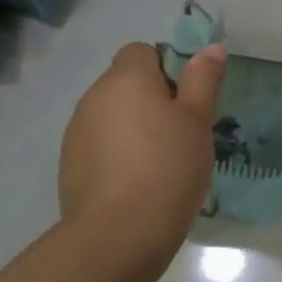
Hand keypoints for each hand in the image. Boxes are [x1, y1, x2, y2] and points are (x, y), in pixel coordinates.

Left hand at [58, 42, 226, 256]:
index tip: (186, 102)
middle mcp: (94, 96)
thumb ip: (203, 80)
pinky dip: (118, 154)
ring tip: (161, 163)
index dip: (167, 69)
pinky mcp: (70, 164)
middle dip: (152, 100)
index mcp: (126, 78)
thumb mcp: (198, 121)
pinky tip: (138, 183)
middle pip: (125, 84)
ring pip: (112, 116)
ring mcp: (77, 131)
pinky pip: (100, 145)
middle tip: (181, 135)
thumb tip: (211, 47)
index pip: (141, 52)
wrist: (119, 234)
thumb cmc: (169, 167)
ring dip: (134, 128)